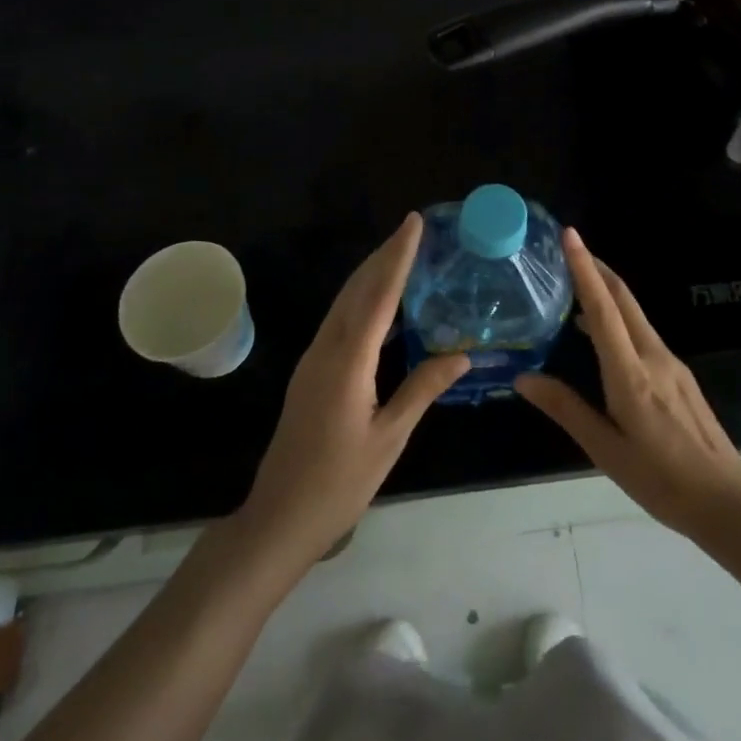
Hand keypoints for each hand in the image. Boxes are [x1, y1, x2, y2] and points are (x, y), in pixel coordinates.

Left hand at [236, 213, 469, 572]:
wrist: (279, 518)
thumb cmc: (339, 483)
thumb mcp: (389, 438)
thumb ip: (422, 389)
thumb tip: (461, 353)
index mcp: (348, 362)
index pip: (379, 295)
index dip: (398, 256)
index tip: (413, 223)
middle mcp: (326, 350)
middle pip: (357, 289)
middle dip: (384, 255)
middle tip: (411, 228)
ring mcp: (313, 360)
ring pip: (345, 302)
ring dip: (371, 273)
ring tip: (399, 253)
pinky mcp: (310, 372)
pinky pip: (339, 321)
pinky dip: (362, 299)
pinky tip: (378, 302)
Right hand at [515, 227, 740, 546]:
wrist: (726, 501)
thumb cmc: (660, 481)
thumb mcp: (606, 451)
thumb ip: (566, 409)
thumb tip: (523, 378)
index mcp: (631, 375)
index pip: (603, 310)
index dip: (585, 269)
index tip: (570, 236)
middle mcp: (654, 357)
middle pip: (624, 299)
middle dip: (597, 267)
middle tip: (568, 247)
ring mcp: (672, 363)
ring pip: (635, 314)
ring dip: (607, 291)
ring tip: (576, 284)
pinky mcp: (680, 374)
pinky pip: (643, 332)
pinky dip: (619, 317)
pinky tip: (601, 333)